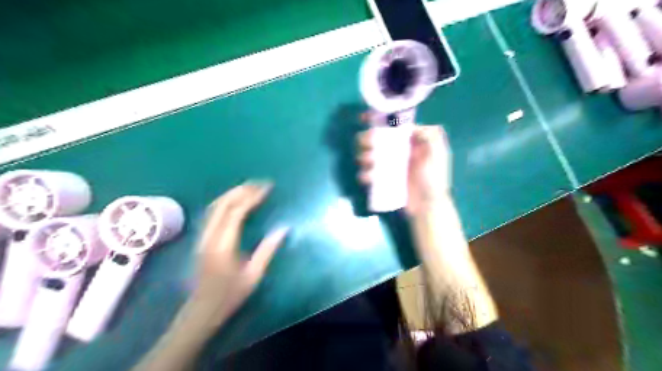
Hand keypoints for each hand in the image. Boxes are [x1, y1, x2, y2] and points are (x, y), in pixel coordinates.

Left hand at [189, 182, 286, 327]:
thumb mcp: (253, 276)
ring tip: (250, 188)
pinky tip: (235, 202)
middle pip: (222, 204)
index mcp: (223, 245)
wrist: (201, 311)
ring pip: (214, 207)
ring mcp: (202, 237)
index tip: (267, 189)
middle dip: (242, 190)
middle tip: (260, 184)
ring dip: (232, 194)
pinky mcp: (201, 240)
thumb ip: (268, 250)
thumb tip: (284, 228)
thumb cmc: (229, 296)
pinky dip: (225, 202)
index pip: (236, 212)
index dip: (252, 197)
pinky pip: (212, 213)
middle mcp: (209, 236)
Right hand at [358, 115, 455, 214]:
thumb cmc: (434, 179)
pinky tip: (366, 177)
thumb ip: (430, 135)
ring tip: (367, 163)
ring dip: (363, 156)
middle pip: (376, 140)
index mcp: (409, 142)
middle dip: (367, 140)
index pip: (391, 127)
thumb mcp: (438, 154)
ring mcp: (388, 167)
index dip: (377, 121)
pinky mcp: (382, 181)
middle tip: (367, 146)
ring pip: (369, 156)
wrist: (428, 206)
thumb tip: (411, 126)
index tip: (363, 118)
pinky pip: (368, 174)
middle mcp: (397, 152)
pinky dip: (363, 174)